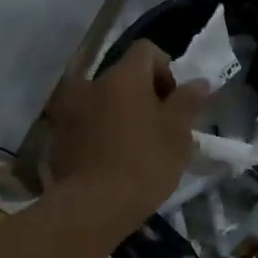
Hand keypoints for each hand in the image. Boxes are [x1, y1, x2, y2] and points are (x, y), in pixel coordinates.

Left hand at [47, 41, 207, 227]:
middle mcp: (91, 83)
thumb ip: (188, 102)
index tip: (174, 104)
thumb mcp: (178, 134)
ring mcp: (69, 110)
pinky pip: (85, 125)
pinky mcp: (58, 138)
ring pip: (103, 103)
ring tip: (133, 148)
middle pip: (123, 78)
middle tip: (158, 130)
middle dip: (142, 97)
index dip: (166, 71)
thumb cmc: (145, 164)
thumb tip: (199, 82)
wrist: (94, 205)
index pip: (147, 51)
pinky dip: (100, 135)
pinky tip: (111, 163)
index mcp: (123, 77)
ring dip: (119, 116)